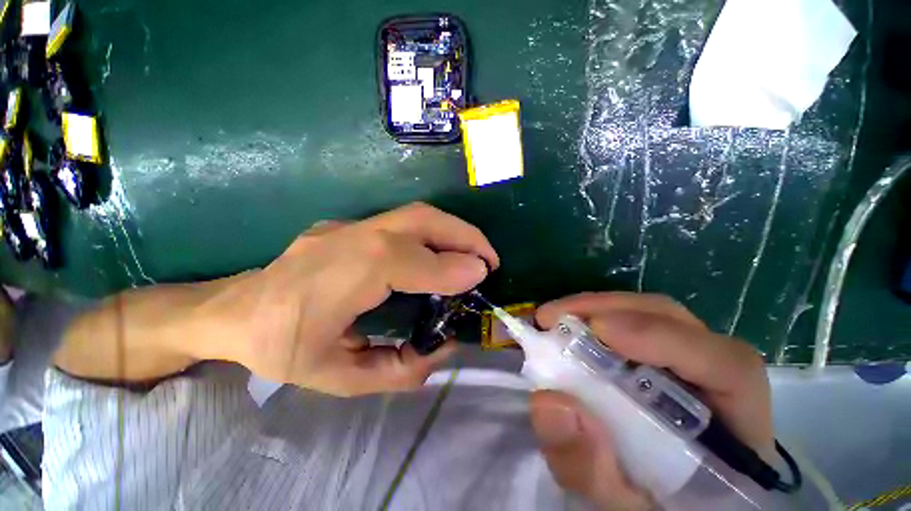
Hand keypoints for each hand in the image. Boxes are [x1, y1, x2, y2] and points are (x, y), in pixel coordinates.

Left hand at [212, 202, 498, 395]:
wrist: (235, 311)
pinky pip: (405, 222)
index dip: (452, 267)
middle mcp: (351, 238)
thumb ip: (399, 369)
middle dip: (464, 235)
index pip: (409, 260)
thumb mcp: (338, 378)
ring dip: (454, 230)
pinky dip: (435, 233)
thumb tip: (445, 346)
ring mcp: (349, 225)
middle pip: (420, 219)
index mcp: (342, 276)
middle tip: (489, 258)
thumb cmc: (281, 348)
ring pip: (416, 214)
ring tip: (474, 254)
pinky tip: (443, 253)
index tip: (483, 275)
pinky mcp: (352, 225)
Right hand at [528, 293, 772, 509]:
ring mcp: (687, 364)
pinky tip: (567, 326)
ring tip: (553, 318)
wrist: (654, 501)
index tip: (598, 329)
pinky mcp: (658, 357)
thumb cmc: (648, 506)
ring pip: (650, 315)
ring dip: (596, 308)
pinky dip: (594, 317)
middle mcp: (716, 383)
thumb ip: (591, 469)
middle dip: (610, 310)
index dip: (663, 338)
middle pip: (676, 322)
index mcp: (734, 431)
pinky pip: (629, 322)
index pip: (726, 366)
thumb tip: (550, 401)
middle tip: (554, 317)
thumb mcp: (618, 505)